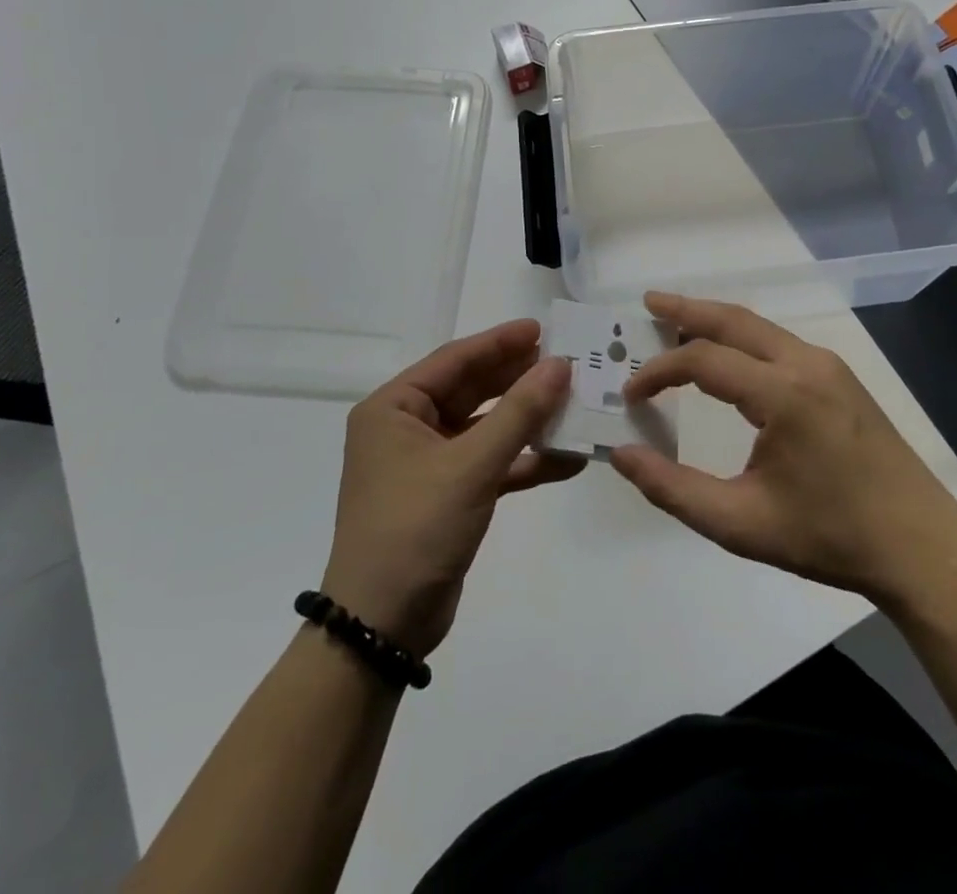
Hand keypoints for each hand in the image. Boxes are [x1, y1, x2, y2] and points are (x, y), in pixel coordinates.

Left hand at [321, 321, 579, 658]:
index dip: (499, 342)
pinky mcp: (449, 495)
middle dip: (518, 379)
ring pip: (486, 428)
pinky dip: (525, 462)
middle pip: (472, 390)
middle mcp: (407, 428)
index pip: (454, 360)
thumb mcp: (470, 466)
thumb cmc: (415, 528)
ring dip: (527, 420)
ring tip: (574, 403)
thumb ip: (519, 413)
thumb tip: (560, 365)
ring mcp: (429, 464)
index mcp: (394, 408)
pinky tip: (568, 459)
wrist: (382, 627)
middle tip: (565, 362)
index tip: (542, 330)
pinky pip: (492, 465)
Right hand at [609, 293, 956, 609]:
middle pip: (734, 321)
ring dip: (716, 321)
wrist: (921, 548)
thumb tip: (622, 455)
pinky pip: (779, 344)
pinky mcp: (840, 378)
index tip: (630, 394)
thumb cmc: (830, 538)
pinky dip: (743, 339)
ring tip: (676, 321)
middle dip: (686, 309)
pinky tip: (728, 357)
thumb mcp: (741, 524)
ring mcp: (828, 366)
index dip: (659, 371)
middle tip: (647, 302)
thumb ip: (674, 489)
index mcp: (783, 394)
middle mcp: (805, 364)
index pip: (703, 361)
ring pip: (759, 328)